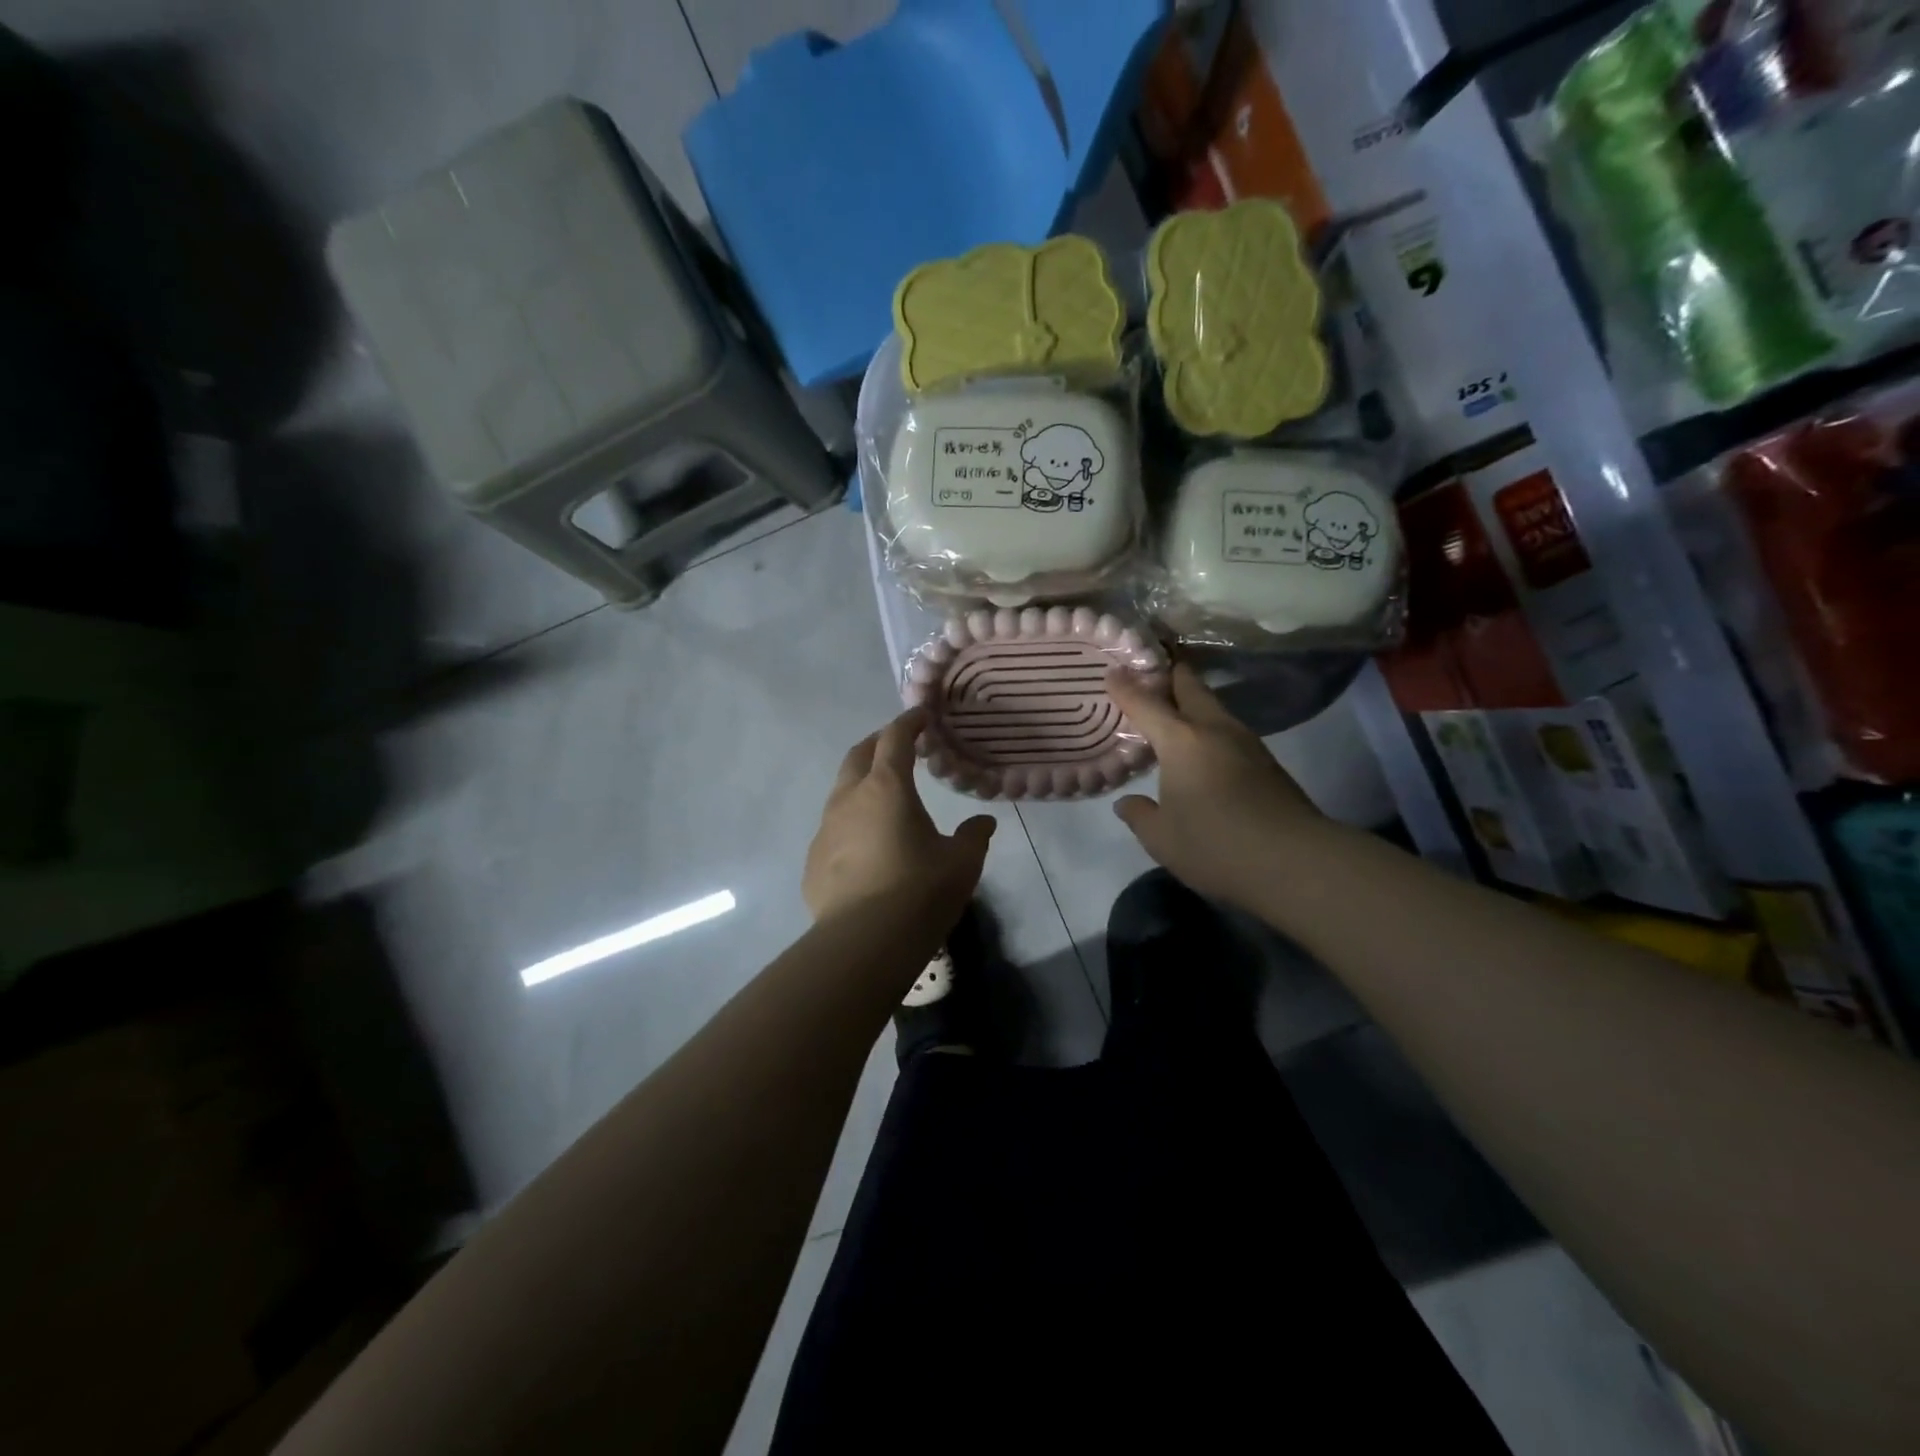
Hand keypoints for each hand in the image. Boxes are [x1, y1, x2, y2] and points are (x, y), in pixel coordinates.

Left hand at [804, 709, 995, 924]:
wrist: (864, 942)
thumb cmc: (920, 891)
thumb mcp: (961, 863)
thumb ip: (974, 836)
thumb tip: (983, 822)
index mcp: (887, 788)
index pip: (895, 738)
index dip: (909, 722)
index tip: (922, 716)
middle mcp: (849, 799)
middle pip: (858, 755)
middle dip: (878, 743)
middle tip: (898, 746)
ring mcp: (825, 829)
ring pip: (841, 792)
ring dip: (861, 784)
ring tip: (883, 798)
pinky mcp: (813, 860)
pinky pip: (833, 829)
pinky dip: (851, 823)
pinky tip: (866, 847)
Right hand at [1106, 664, 1324, 910]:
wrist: (1296, 863)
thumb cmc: (1216, 846)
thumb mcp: (1162, 839)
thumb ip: (1140, 816)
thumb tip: (1127, 803)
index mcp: (1182, 741)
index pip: (1146, 704)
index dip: (1125, 687)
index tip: (1112, 672)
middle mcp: (1214, 730)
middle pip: (1190, 687)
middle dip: (1169, 675)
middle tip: (1148, 672)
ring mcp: (1246, 743)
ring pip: (1213, 707)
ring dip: (1191, 703)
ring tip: (1171, 712)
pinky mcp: (1266, 762)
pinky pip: (1227, 731)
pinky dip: (1207, 728)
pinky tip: (1200, 748)